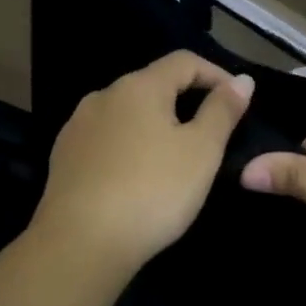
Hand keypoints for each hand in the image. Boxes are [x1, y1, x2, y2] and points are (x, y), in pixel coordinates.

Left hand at [31, 50, 254, 280]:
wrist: (80, 244)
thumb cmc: (152, 191)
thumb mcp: (201, 151)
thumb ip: (222, 111)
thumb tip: (242, 80)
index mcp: (138, 87)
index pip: (184, 61)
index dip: (216, 74)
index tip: (238, 101)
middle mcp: (103, 96)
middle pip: (152, 85)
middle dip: (184, 100)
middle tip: (210, 134)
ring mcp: (77, 127)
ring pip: (126, 114)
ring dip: (154, 125)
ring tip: (173, 157)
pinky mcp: (63, 158)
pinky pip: (105, 140)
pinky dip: (128, 147)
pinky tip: (136, 176)